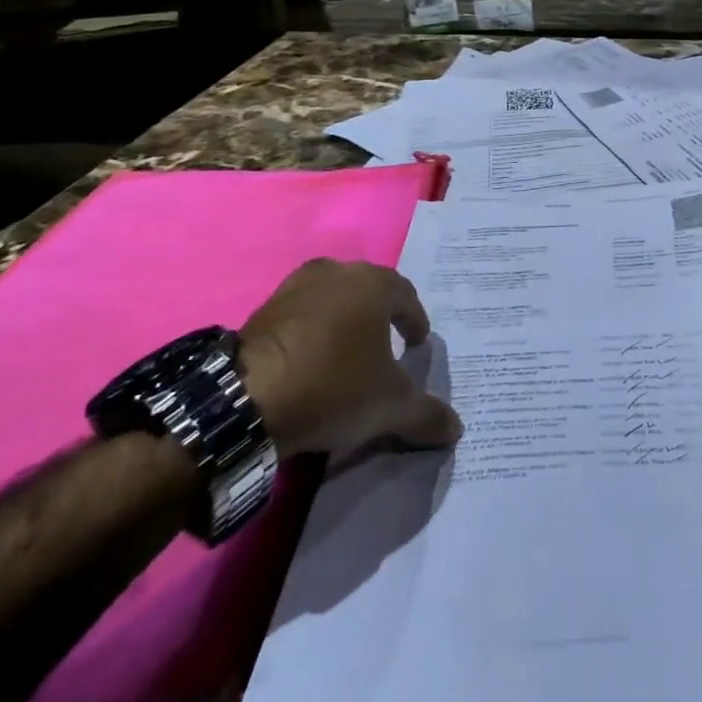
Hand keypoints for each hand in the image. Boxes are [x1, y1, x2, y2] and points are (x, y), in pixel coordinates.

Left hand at [237, 259, 460, 457]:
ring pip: (331, 301)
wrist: (246, 401)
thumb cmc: (334, 387)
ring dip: (342, 324)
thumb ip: (426, 414)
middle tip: (385, 348)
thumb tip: (456, 428)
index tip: (416, 345)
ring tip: (346, 356)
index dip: (415, 321)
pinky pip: (300, 317)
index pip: (406, 296)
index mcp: (373, 283)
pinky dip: (311, 334)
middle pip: (368, 293)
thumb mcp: (390, 407)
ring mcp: (294, 288)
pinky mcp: (262, 310)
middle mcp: (336, 272)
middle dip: (379, 318)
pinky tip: (310, 364)